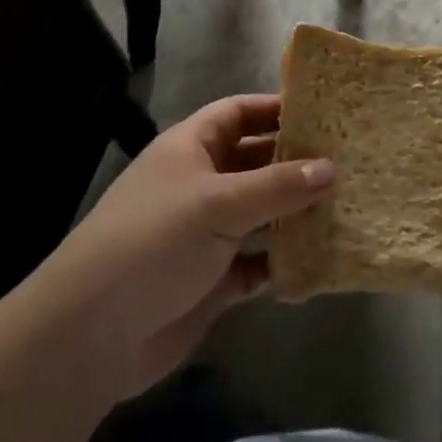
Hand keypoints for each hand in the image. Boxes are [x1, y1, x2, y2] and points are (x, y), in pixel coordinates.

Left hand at [44, 95, 335, 402]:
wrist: (93, 333)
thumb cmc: (155, 241)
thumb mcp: (219, 203)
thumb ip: (278, 186)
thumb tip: (332, 167)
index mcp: (191, 148)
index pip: (238, 113)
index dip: (275, 108)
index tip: (323, 112)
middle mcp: (200, 184)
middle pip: (255, 162)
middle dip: (295, 162)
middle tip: (348, 163)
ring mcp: (206, 233)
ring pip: (261, 214)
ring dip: (295, 214)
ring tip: (345, 208)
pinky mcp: (212, 280)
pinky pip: (257, 263)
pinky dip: (281, 263)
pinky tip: (316, 263)